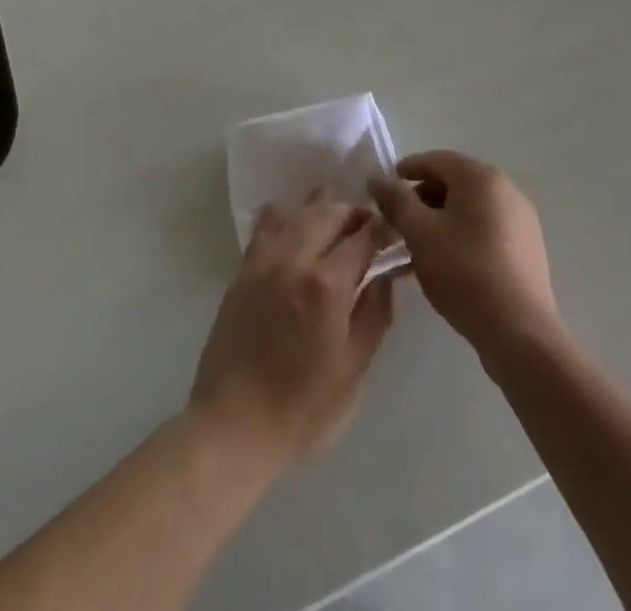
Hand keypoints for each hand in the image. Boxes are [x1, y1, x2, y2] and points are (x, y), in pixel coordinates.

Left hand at [189, 192, 395, 466]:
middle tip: (368, 218)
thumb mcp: (353, 369)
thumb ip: (374, 315)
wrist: (234, 425)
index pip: (362, 238)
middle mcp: (295, 260)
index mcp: (327, 285)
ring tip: (334, 205)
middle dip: (352, 211)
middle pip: (327, 215)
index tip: (395, 227)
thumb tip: (385, 277)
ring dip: (318, 206)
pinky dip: (279, 215)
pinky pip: (263, 229)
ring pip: (295, 215)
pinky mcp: (243, 272)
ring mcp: (264, 262)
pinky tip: (286, 212)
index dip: (382, 229)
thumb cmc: (303, 408)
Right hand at [368, 151, 559, 359]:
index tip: (384, 190)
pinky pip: (485, 228)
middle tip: (399, 221)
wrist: (520, 333)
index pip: (436, 159)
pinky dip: (461, 234)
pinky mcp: (526, 248)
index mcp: (481, 178)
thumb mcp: (419, 233)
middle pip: (454, 182)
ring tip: (418, 245)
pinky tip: (446, 261)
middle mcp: (506, 189)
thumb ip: (396, 201)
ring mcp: (521, 219)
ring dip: (440, 218)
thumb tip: (378, 179)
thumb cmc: (464, 272)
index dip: (406, 170)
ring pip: (469, 207)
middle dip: (422, 197)